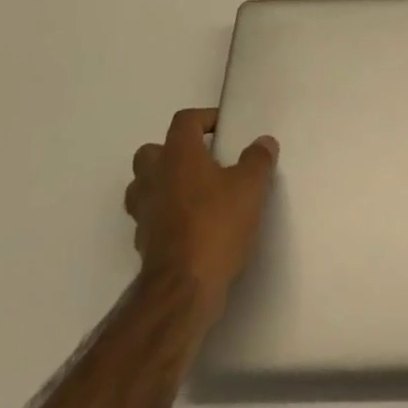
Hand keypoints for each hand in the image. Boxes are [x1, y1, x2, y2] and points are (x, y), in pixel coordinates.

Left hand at [124, 108, 278, 317]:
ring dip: (163, 184)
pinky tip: (190, 226)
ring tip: (194, 193)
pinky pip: (150, 218)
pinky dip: (165, 216)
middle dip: (173, 151)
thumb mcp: (250, 186)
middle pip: (151, 151)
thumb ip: (258, 159)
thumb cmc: (216, 224)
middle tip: (202, 160)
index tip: (224, 129)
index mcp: (178, 155)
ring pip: (143, 186)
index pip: (184, 121)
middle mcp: (154, 178)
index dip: (204, 118)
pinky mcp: (143, 244)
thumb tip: (264, 142)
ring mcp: (144, 212)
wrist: (183, 288)